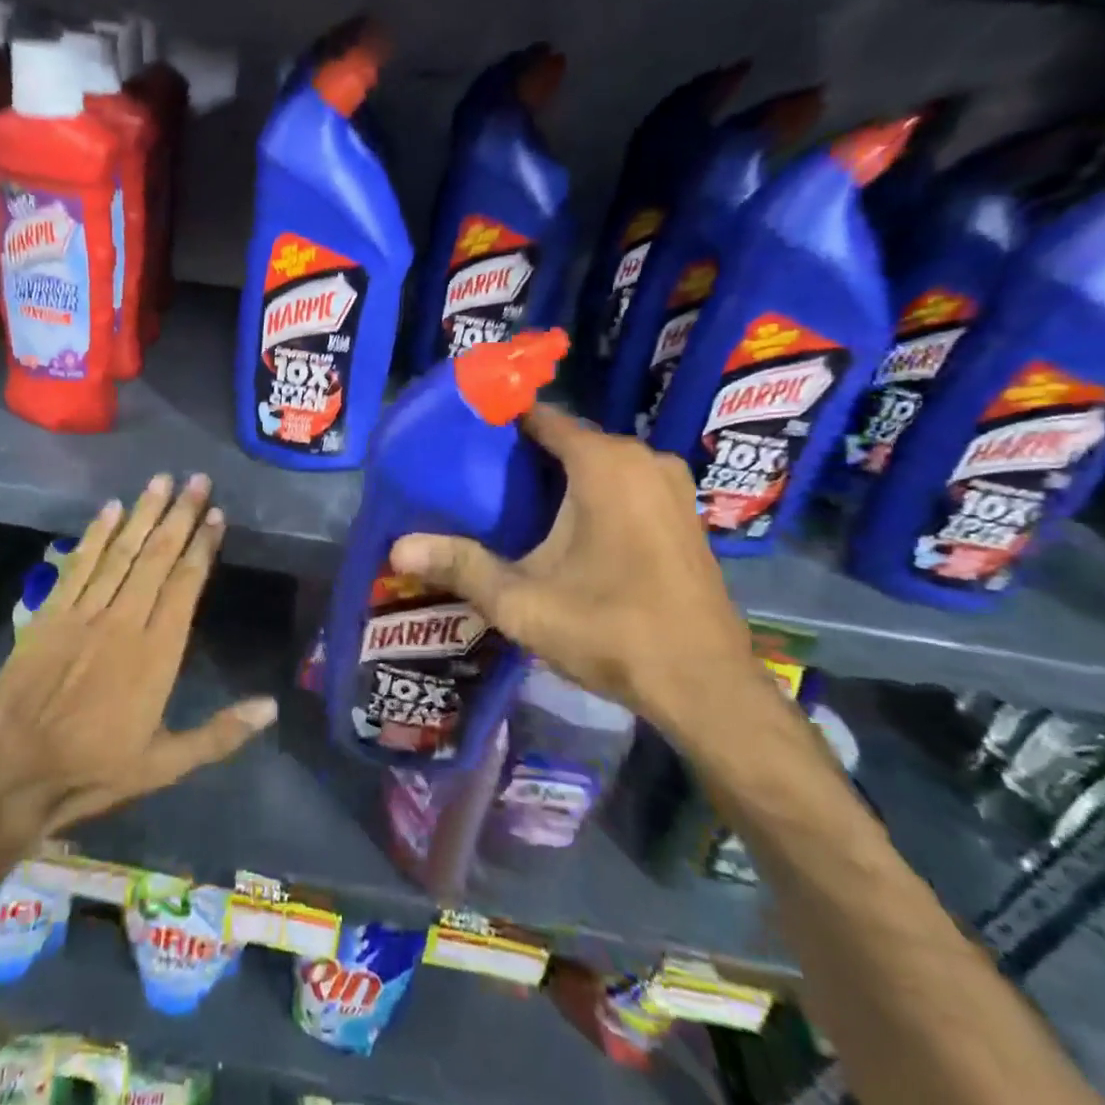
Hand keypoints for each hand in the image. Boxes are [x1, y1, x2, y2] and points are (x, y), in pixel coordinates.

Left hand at [0, 473, 277, 839]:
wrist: (14, 774)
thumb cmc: (95, 768)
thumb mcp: (165, 764)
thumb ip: (220, 733)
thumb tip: (272, 705)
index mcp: (157, 652)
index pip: (186, 584)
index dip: (203, 546)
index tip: (216, 514)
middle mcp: (124, 620)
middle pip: (157, 556)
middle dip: (180, 515)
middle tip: (197, 480)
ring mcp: (83, 613)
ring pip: (121, 552)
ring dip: (143, 513)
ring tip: (162, 480)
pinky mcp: (49, 614)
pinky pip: (78, 565)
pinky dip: (96, 535)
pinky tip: (110, 508)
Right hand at [388, 405, 761, 735]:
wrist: (706, 687)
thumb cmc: (610, 630)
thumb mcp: (522, 601)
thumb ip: (460, 566)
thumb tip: (398, 549)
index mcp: (603, 462)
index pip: (539, 417)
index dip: (499, 422)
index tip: (462, 437)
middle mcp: (642, 458)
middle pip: (568, 440)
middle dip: (524, 456)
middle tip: (476, 481)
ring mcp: (670, 485)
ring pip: (598, 464)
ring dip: (560, 477)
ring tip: (512, 505)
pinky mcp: (684, 513)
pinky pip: (626, 484)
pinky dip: (594, 494)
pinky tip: (567, 529)